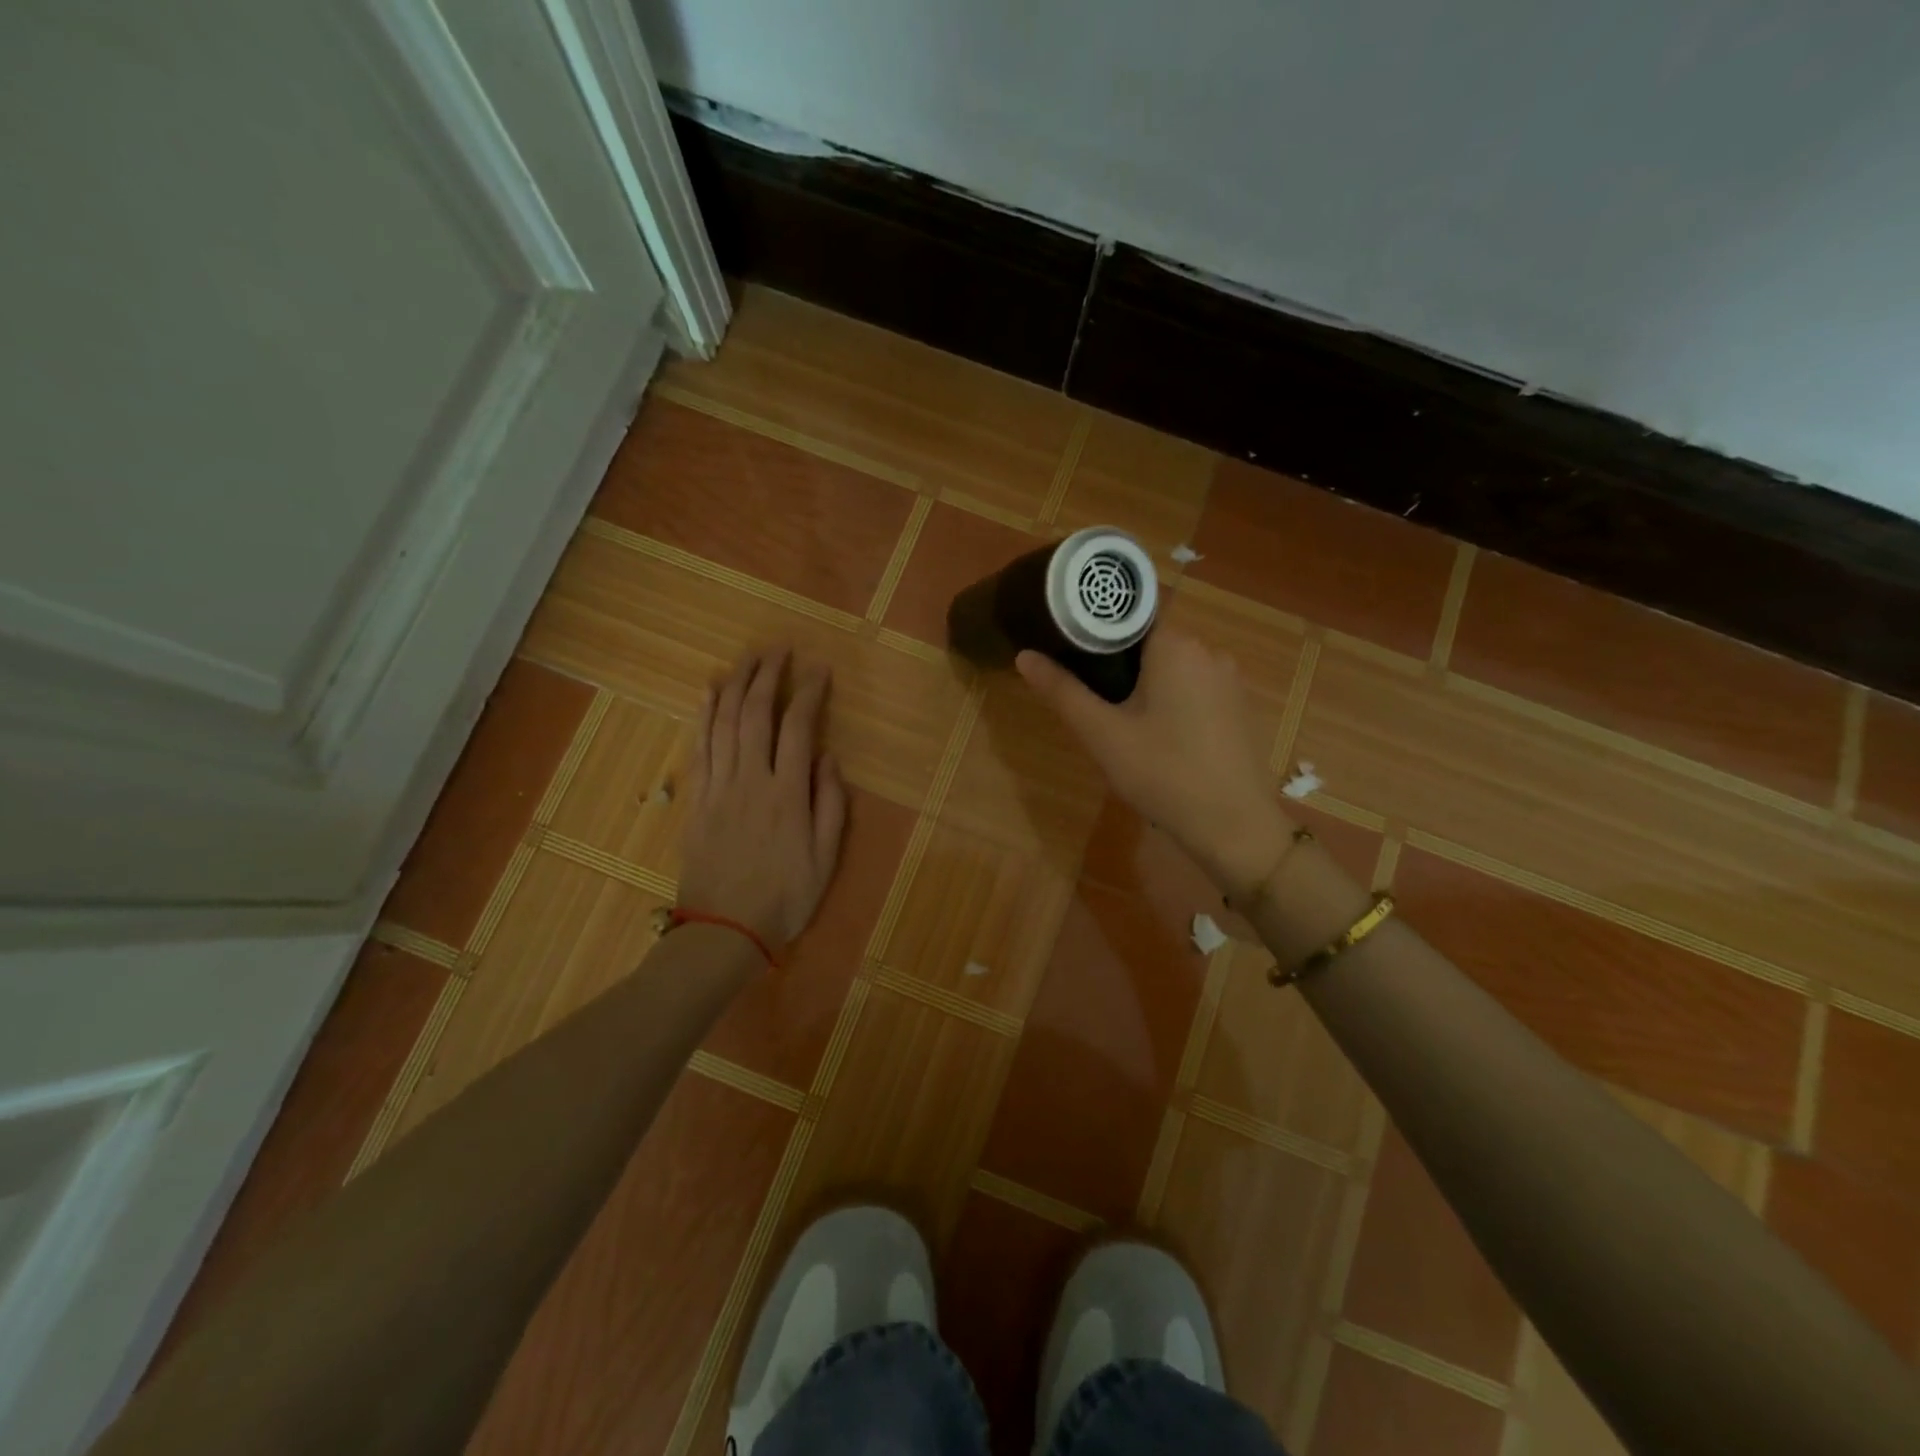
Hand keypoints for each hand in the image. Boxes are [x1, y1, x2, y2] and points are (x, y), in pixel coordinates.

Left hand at [677, 646, 847, 953]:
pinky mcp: (697, 798)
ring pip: (722, 722)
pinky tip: (709, 692)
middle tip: (778, 649)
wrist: (724, 930)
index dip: (809, 693)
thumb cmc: (785, 897)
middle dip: (767, 675)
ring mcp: (718, 786)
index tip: (819, 669)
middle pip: (755, 713)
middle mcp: (750, 779)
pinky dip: (704, 714)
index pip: (798, 727)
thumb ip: (831, 804)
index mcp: (787, 793)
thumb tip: (829, 758)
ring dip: (734, 684)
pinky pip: (700, 746)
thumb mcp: (826, 857)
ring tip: (746, 658)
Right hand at [1016, 631, 1290, 892]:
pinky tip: (1161, 740)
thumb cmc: (1163, 774)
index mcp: (1176, 646)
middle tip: (1092, 703)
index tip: (1070, 658)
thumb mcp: (1103, 735)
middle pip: (1149, 644)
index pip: (1127, 618)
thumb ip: (1063, 691)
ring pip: (1173, 670)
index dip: (1095, 634)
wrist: (1235, 828)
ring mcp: (1230, 681)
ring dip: (1146, 688)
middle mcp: (1209, 651)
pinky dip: (1173, 704)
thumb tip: (1024, 655)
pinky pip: (1196, 691)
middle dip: (1118, 667)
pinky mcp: (1240, 709)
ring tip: (1120, 724)